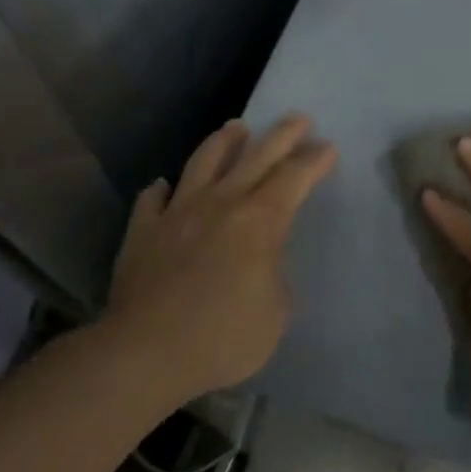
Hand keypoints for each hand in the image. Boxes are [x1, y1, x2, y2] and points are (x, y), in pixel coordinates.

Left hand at [101, 114, 335, 399]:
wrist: (146, 353)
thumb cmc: (223, 337)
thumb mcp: (276, 314)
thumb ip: (274, 278)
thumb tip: (260, 265)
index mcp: (259, 221)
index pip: (294, 178)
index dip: (314, 161)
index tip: (327, 147)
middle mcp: (220, 204)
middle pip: (255, 157)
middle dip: (281, 136)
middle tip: (297, 118)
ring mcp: (177, 214)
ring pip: (203, 164)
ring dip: (223, 143)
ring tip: (235, 127)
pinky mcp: (143, 233)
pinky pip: (152, 201)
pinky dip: (161, 191)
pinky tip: (163, 186)